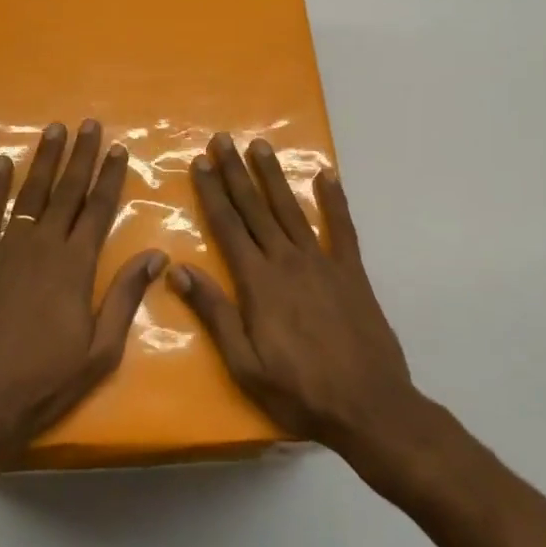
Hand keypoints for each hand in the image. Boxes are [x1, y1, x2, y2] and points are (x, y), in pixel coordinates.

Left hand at [0, 119, 165, 454]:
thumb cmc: (44, 382)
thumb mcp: (99, 351)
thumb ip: (125, 297)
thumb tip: (157, 255)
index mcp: (75, 266)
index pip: (98, 210)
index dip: (109, 177)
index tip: (118, 149)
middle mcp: (42, 246)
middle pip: (66, 192)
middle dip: (80, 157)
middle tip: (88, 125)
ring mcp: (5, 250)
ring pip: (29, 195)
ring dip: (44, 161)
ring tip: (54, 130)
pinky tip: (2, 164)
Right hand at [171, 133, 424, 469]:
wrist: (369, 407)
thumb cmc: (299, 391)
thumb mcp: (244, 363)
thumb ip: (214, 312)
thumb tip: (177, 271)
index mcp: (258, 282)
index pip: (228, 226)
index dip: (212, 192)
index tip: (200, 162)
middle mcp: (287, 261)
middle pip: (256, 209)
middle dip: (236, 172)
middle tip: (223, 139)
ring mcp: (322, 263)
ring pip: (292, 209)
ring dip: (274, 176)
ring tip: (260, 146)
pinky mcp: (352, 272)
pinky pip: (343, 228)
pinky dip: (335, 200)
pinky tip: (327, 175)